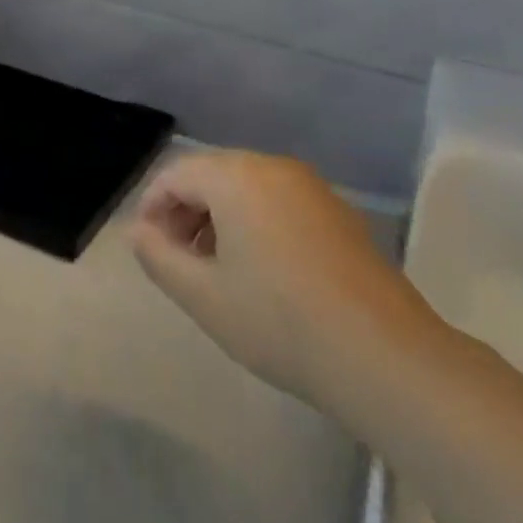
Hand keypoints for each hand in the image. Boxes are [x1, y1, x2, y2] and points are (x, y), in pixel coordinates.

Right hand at [131, 149, 442, 426]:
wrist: (383, 355)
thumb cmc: (278, 321)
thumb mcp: (202, 295)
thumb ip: (158, 256)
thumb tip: (140, 231)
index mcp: (237, 177)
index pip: (176, 174)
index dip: (152, 207)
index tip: (147, 248)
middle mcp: (274, 167)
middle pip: (212, 174)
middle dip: (185, 211)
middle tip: (177, 260)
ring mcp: (312, 187)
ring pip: (247, 188)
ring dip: (219, 217)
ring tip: (214, 269)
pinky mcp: (338, 212)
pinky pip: (279, 202)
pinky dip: (255, 223)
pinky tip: (261, 271)